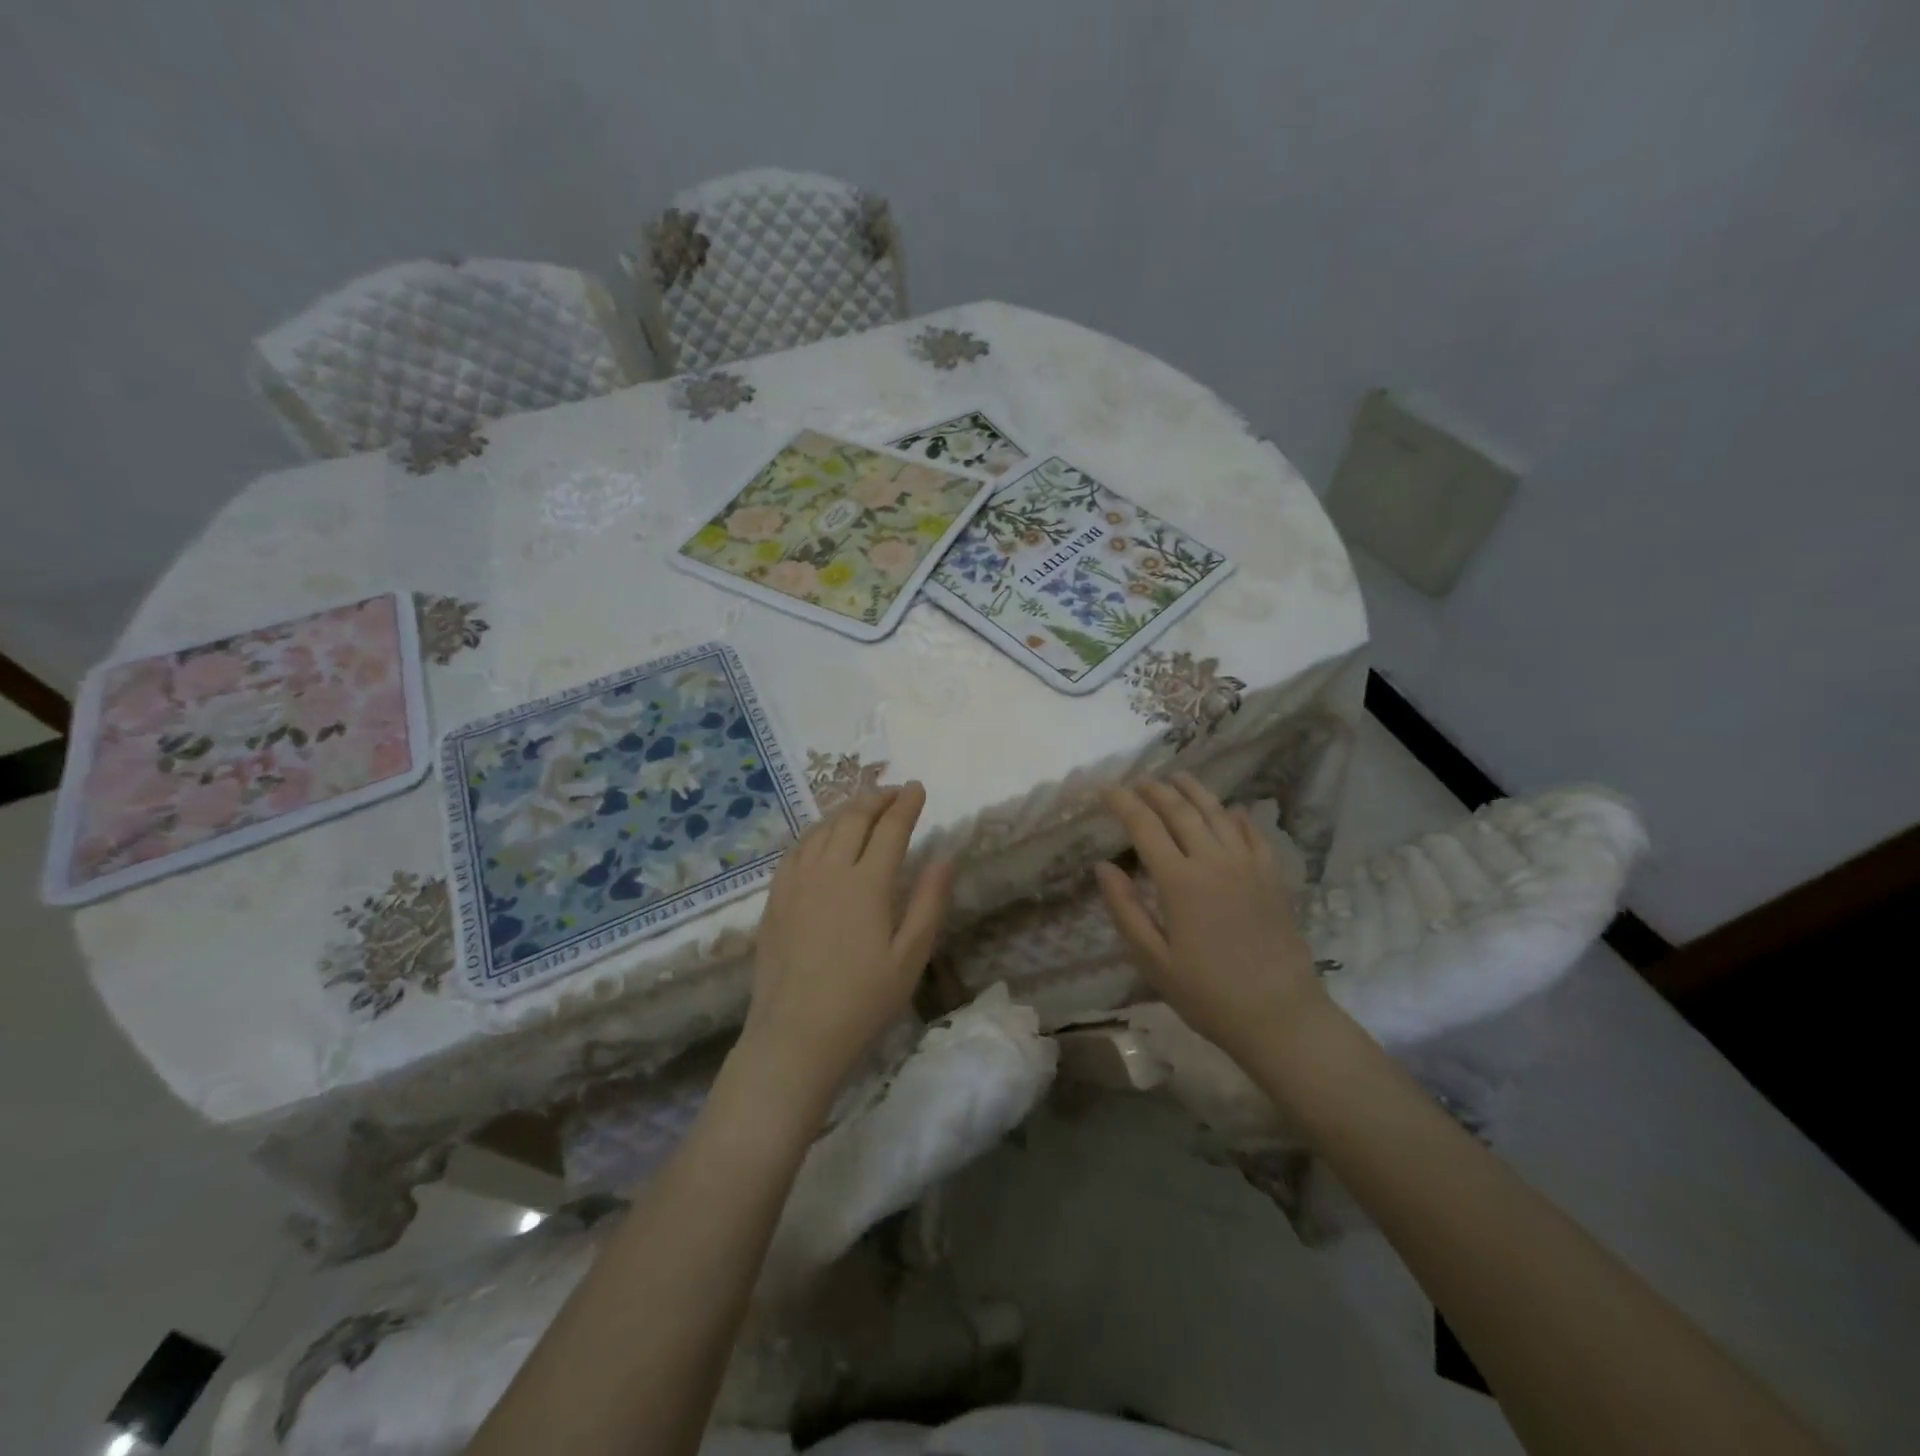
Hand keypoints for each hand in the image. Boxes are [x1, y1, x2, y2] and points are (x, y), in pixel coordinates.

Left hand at [738, 783, 954, 1106]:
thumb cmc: (863, 1000)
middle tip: (894, 792)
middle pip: (853, 818)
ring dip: (846, 810)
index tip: (918, 787)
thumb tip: (945, 856)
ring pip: (822, 829)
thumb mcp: (910, 956)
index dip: (906, 804)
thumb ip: (929, 901)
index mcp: (868, 883)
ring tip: (863, 807)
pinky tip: (821, 837)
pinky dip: (815, 832)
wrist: (795, 1035)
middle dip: (877, 798)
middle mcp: (830, 871)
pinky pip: (795, 849)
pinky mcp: (775, 898)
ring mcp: (797, 882)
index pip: (891, 828)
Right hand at [1095, 773, 1325, 1057]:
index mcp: (1179, 881)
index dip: (1122, 803)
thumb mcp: (1153, 960)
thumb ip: (1125, 909)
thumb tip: (1103, 866)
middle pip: (1181, 811)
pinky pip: (1252, 834)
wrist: (1280, 1015)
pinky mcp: (1272, 877)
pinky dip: (1236, 816)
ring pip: (1218, 813)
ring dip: (1194, 792)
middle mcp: (1214, 861)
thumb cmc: (1207, 993)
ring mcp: (1248, 866)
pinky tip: (1229, 810)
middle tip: (1137, 781)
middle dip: (1155, 790)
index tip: (1104, 789)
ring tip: (1177, 778)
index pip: (1144, 826)